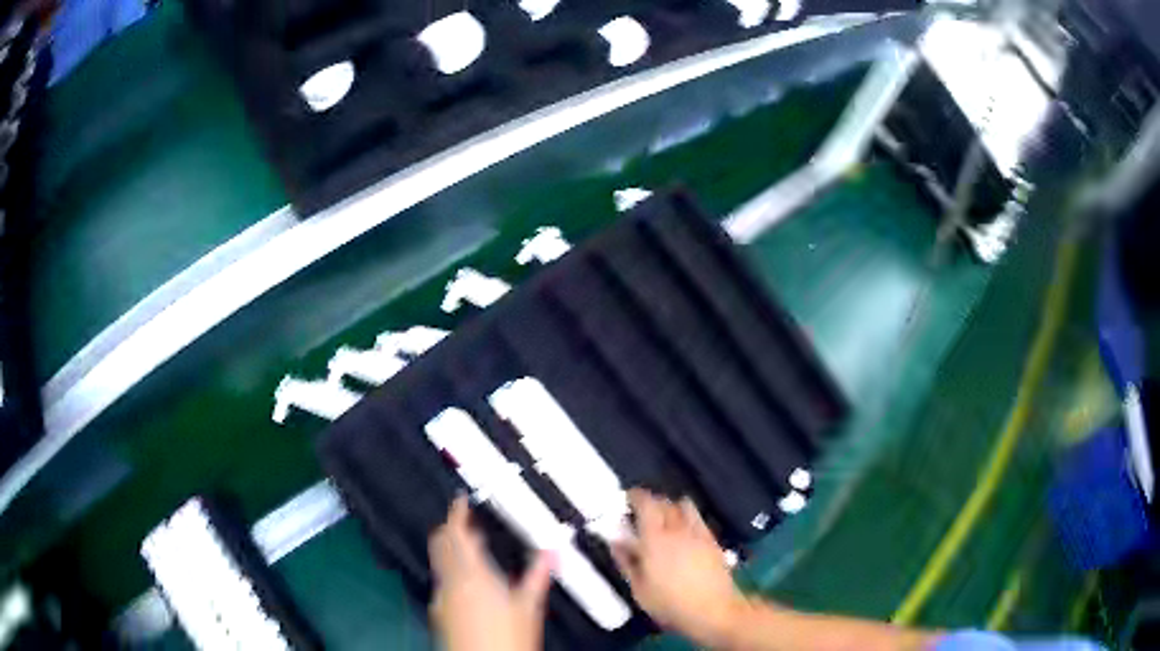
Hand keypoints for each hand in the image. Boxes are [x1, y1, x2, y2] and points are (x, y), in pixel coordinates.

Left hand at [429, 496, 554, 650]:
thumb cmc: (508, 637)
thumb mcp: (529, 606)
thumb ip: (538, 575)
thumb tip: (553, 551)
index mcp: (471, 573)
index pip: (455, 533)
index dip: (456, 513)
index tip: (461, 501)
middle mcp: (450, 582)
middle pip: (440, 544)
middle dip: (451, 529)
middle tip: (469, 522)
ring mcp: (442, 598)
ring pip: (440, 563)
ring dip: (452, 551)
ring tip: (475, 550)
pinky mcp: (440, 612)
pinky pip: (443, 582)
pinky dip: (453, 573)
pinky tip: (472, 584)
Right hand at [612, 489, 748, 645]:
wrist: (713, 610)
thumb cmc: (670, 603)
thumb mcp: (639, 588)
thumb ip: (626, 561)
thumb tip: (616, 541)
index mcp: (655, 539)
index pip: (646, 504)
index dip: (636, 496)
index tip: (627, 498)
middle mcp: (677, 529)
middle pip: (666, 502)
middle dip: (652, 502)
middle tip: (641, 513)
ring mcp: (698, 533)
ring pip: (685, 506)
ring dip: (672, 507)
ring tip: (664, 520)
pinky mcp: (713, 540)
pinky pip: (699, 519)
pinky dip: (688, 518)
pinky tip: (684, 532)